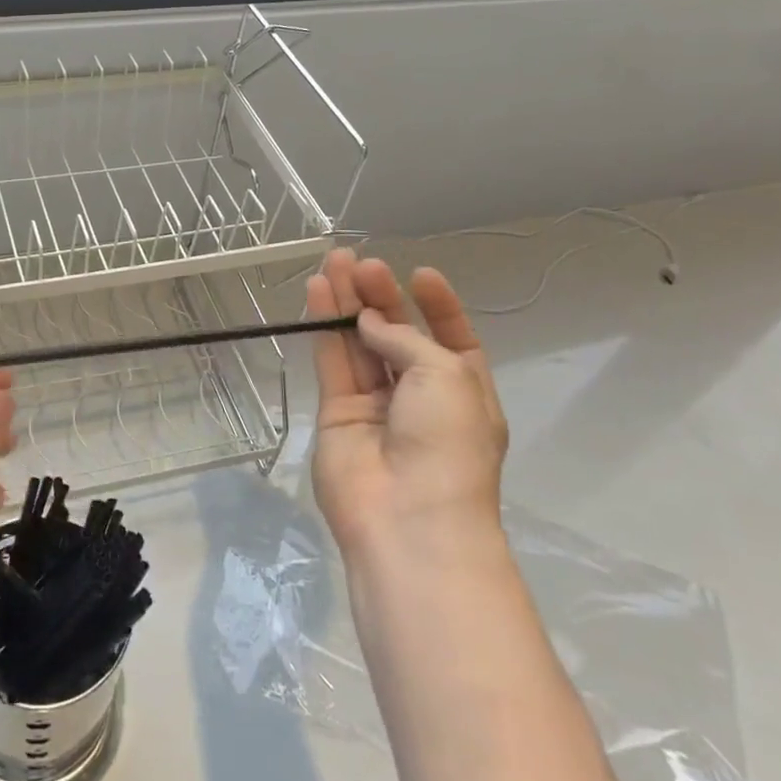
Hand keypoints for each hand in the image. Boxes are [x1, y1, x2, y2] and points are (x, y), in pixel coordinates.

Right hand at [307, 249, 507, 562]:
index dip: (437, 306)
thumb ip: (403, 338)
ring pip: (359, 343)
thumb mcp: (446, 375)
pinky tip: (318, 291)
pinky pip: (332, 361)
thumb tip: (368, 321)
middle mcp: (420, 396)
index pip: (451, 338)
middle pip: (398, 335)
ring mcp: (376, 406)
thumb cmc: (447, 443)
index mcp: (463, 391)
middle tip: (360, 261)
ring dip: (348, 303)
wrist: (408, 519)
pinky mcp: (336, 413)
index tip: (419, 274)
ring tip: (333, 261)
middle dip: (382, 297)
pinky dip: (324, 327)